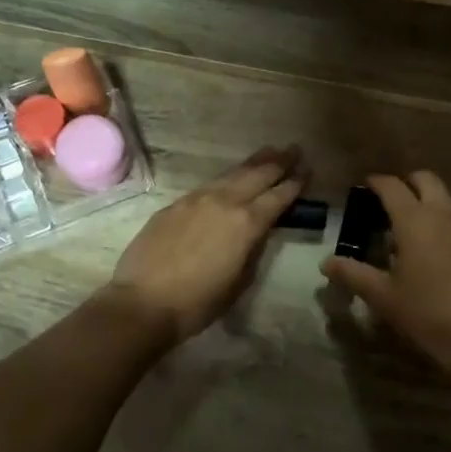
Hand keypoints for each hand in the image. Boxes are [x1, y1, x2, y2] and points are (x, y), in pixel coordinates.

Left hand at [102, 146, 306, 344]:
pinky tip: (230, 179)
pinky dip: (226, 178)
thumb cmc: (198, 302)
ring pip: (231, 174)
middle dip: (278, 162)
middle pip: (257, 175)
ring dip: (253, 163)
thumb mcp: (238, 280)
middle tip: (294, 149)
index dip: (295, 183)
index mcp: (246, 224)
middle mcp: (224, 202)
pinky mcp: (175, 205)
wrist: (143, 302)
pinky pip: (208, 185)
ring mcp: (196, 199)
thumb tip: (257, 233)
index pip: (277, 197)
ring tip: (268, 152)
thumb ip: (252, 250)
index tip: (307, 170)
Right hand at [320, 172, 450, 379]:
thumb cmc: (425, 314)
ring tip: (411, 225)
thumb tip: (326, 262)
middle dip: (406, 183)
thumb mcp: (382, 296)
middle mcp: (443, 214)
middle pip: (425, 179)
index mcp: (415, 220)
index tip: (365, 186)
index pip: (392, 186)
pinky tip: (436, 247)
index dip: (376, 182)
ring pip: (446, 197)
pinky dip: (445, 219)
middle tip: (389, 202)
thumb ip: (352, 274)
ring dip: (427, 200)